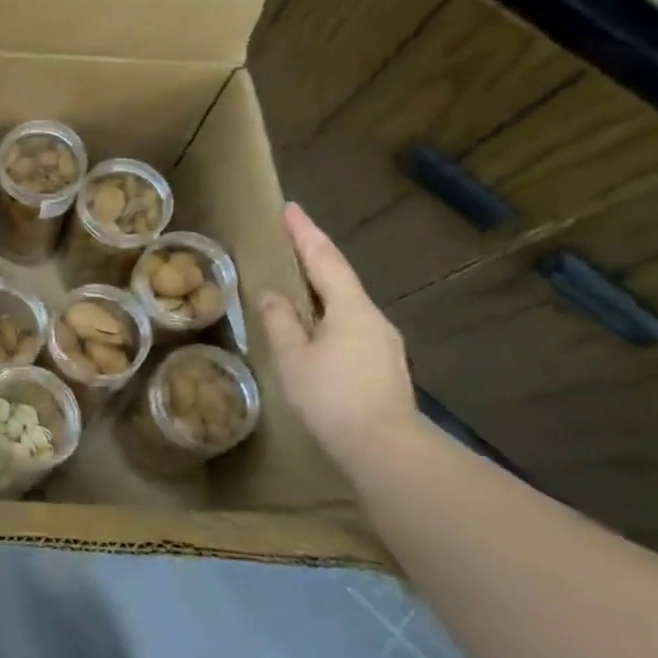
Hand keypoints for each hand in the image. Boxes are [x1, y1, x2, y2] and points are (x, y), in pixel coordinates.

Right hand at [258, 203, 417, 464]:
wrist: (386, 450)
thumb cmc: (333, 398)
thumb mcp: (294, 358)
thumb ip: (280, 321)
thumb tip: (271, 294)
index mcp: (351, 308)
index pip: (324, 258)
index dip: (305, 233)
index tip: (289, 207)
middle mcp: (372, 317)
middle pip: (340, 276)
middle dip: (314, 255)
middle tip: (290, 238)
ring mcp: (382, 341)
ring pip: (347, 302)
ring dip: (322, 285)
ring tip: (296, 280)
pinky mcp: (383, 364)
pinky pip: (351, 324)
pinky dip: (329, 312)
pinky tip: (316, 325)